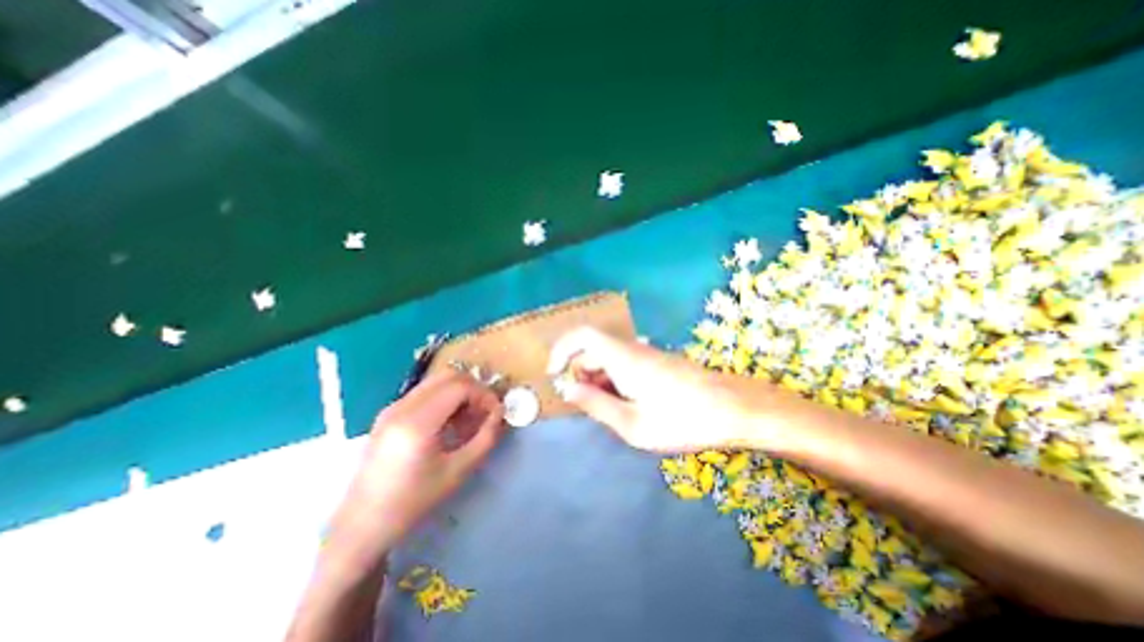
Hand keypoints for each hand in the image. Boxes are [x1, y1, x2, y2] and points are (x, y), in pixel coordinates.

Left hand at [334, 370, 507, 555]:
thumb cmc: (413, 501)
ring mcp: (392, 407)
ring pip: (436, 381)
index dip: (484, 395)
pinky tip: (448, 423)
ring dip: (459, 392)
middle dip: (473, 389)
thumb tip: (500, 413)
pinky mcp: (388, 413)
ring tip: (468, 418)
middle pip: (448, 376)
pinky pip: (425, 392)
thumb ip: (486, 438)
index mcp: (417, 422)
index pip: (460, 386)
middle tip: (484, 412)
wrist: (362, 525)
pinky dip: (444, 398)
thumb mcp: (459, 471)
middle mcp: (402, 406)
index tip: (495, 413)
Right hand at [544, 328, 777, 453]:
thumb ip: (596, 404)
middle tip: (589, 408)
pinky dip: (616, 383)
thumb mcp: (632, 424)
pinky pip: (625, 366)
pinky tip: (632, 407)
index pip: (582, 335)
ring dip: (600, 382)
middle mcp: (632, 349)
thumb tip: (568, 388)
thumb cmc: (682, 420)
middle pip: (593, 351)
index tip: (554, 374)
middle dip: (581, 376)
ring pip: (609, 360)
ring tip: (614, 414)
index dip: (562, 349)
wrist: (734, 409)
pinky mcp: (657, 363)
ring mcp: (647, 355)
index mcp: (622, 358)